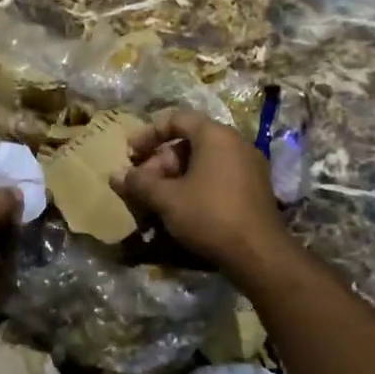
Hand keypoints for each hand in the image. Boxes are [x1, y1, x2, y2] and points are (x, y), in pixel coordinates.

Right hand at [116, 109, 289, 274]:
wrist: (259, 254)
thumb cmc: (209, 215)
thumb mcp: (167, 199)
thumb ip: (139, 183)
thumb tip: (115, 175)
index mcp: (216, 135)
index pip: (177, 119)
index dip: (149, 133)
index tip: (131, 152)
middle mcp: (236, 143)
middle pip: (189, 142)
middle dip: (160, 162)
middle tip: (142, 184)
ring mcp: (249, 166)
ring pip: (203, 161)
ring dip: (175, 176)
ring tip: (157, 200)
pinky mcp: (254, 188)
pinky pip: (218, 176)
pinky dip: (196, 185)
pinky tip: (181, 209)